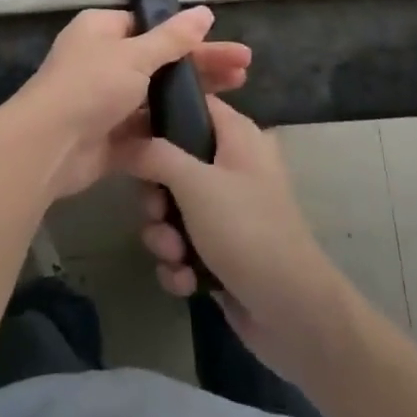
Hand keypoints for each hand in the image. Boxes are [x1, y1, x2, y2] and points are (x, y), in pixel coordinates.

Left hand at [0, 7, 249, 201]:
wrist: (47, 147)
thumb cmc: (90, 86)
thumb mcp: (134, 55)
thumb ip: (172, 38)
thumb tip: (205, 11)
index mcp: (102, 30)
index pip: (150, 26)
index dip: (187, 34)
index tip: (223, 41)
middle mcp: (103, 61)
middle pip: (160, 60)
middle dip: (201, 64)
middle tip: (245, 68)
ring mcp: (107, 101)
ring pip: (157, 95)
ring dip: (192, 95)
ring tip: (237, 94)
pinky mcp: (111, 137)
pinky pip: (148, 129)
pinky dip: (173, 129)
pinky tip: (208, 131)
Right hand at [127, 98, 353, 381]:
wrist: (293, 314)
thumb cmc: (246, 230)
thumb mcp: (195, 183)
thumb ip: (154, 155)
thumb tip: (123, 141)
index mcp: (236, 135)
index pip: (192, 103)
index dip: (157, 113)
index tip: (127, 133)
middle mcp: (231, 166)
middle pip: (172, 162)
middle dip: (156, 196)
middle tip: (157, 211)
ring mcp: (227, 212)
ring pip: (172, 209)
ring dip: (164, 236)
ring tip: (176, 255)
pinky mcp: (221, 251)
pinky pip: (182, 246)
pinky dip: (179, 263)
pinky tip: (187, 280)